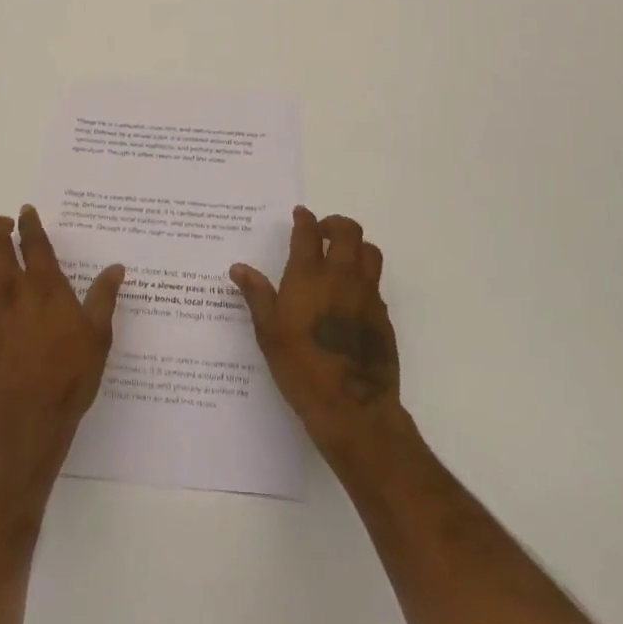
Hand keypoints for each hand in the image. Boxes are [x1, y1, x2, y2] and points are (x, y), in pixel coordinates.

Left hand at [0, 206, 125, 471]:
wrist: (22, 422)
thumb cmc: (67, 377)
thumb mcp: (98, 337)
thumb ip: (104, 298)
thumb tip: (117, 268)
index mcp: (44, 285)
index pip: (32, 241)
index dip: (29, 222)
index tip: (26, 211)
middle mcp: (9, 289)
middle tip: (3, 224)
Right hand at [230, 207, 402, 457]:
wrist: (353, 409)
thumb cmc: (302, 370)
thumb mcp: (269, 334)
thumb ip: (257, 296)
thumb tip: (239, 268)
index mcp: (309, 277)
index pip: (309, 233)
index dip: (305, 219)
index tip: (301, 214)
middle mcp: (341, 277)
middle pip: (348, 231)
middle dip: (335, 224)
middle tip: (322, 232)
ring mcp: (367, 295)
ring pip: (370, 252)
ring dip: (356, 246)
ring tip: (341, 257)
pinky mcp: (383, 315)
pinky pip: (376, 283)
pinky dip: (364, 278)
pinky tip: (350, 296)